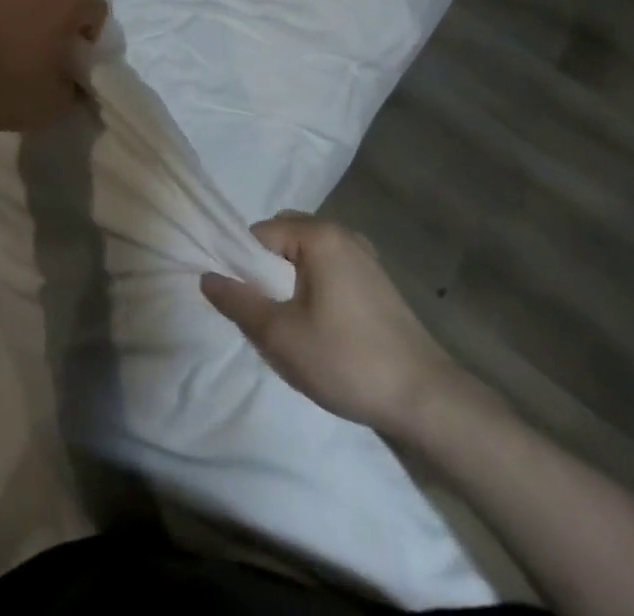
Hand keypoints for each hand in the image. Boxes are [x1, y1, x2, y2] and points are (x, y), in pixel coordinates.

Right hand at [200, 212, 491, 439]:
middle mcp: (343, 234)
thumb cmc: (347, 360)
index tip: (239, 301)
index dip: (242, 264)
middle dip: (266, 271)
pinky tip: (318, 328)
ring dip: (290, 282)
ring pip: (308, 256)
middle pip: (285, 239)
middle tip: (262, 313)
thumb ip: (239, 302)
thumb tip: (206, 277)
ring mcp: (365, 257)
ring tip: (287, 324)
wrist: (426, 400)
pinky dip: (314, 288)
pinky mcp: (378, 283)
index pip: (260, 234)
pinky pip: (330, 270)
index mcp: (319, 236)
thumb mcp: (281, 336)